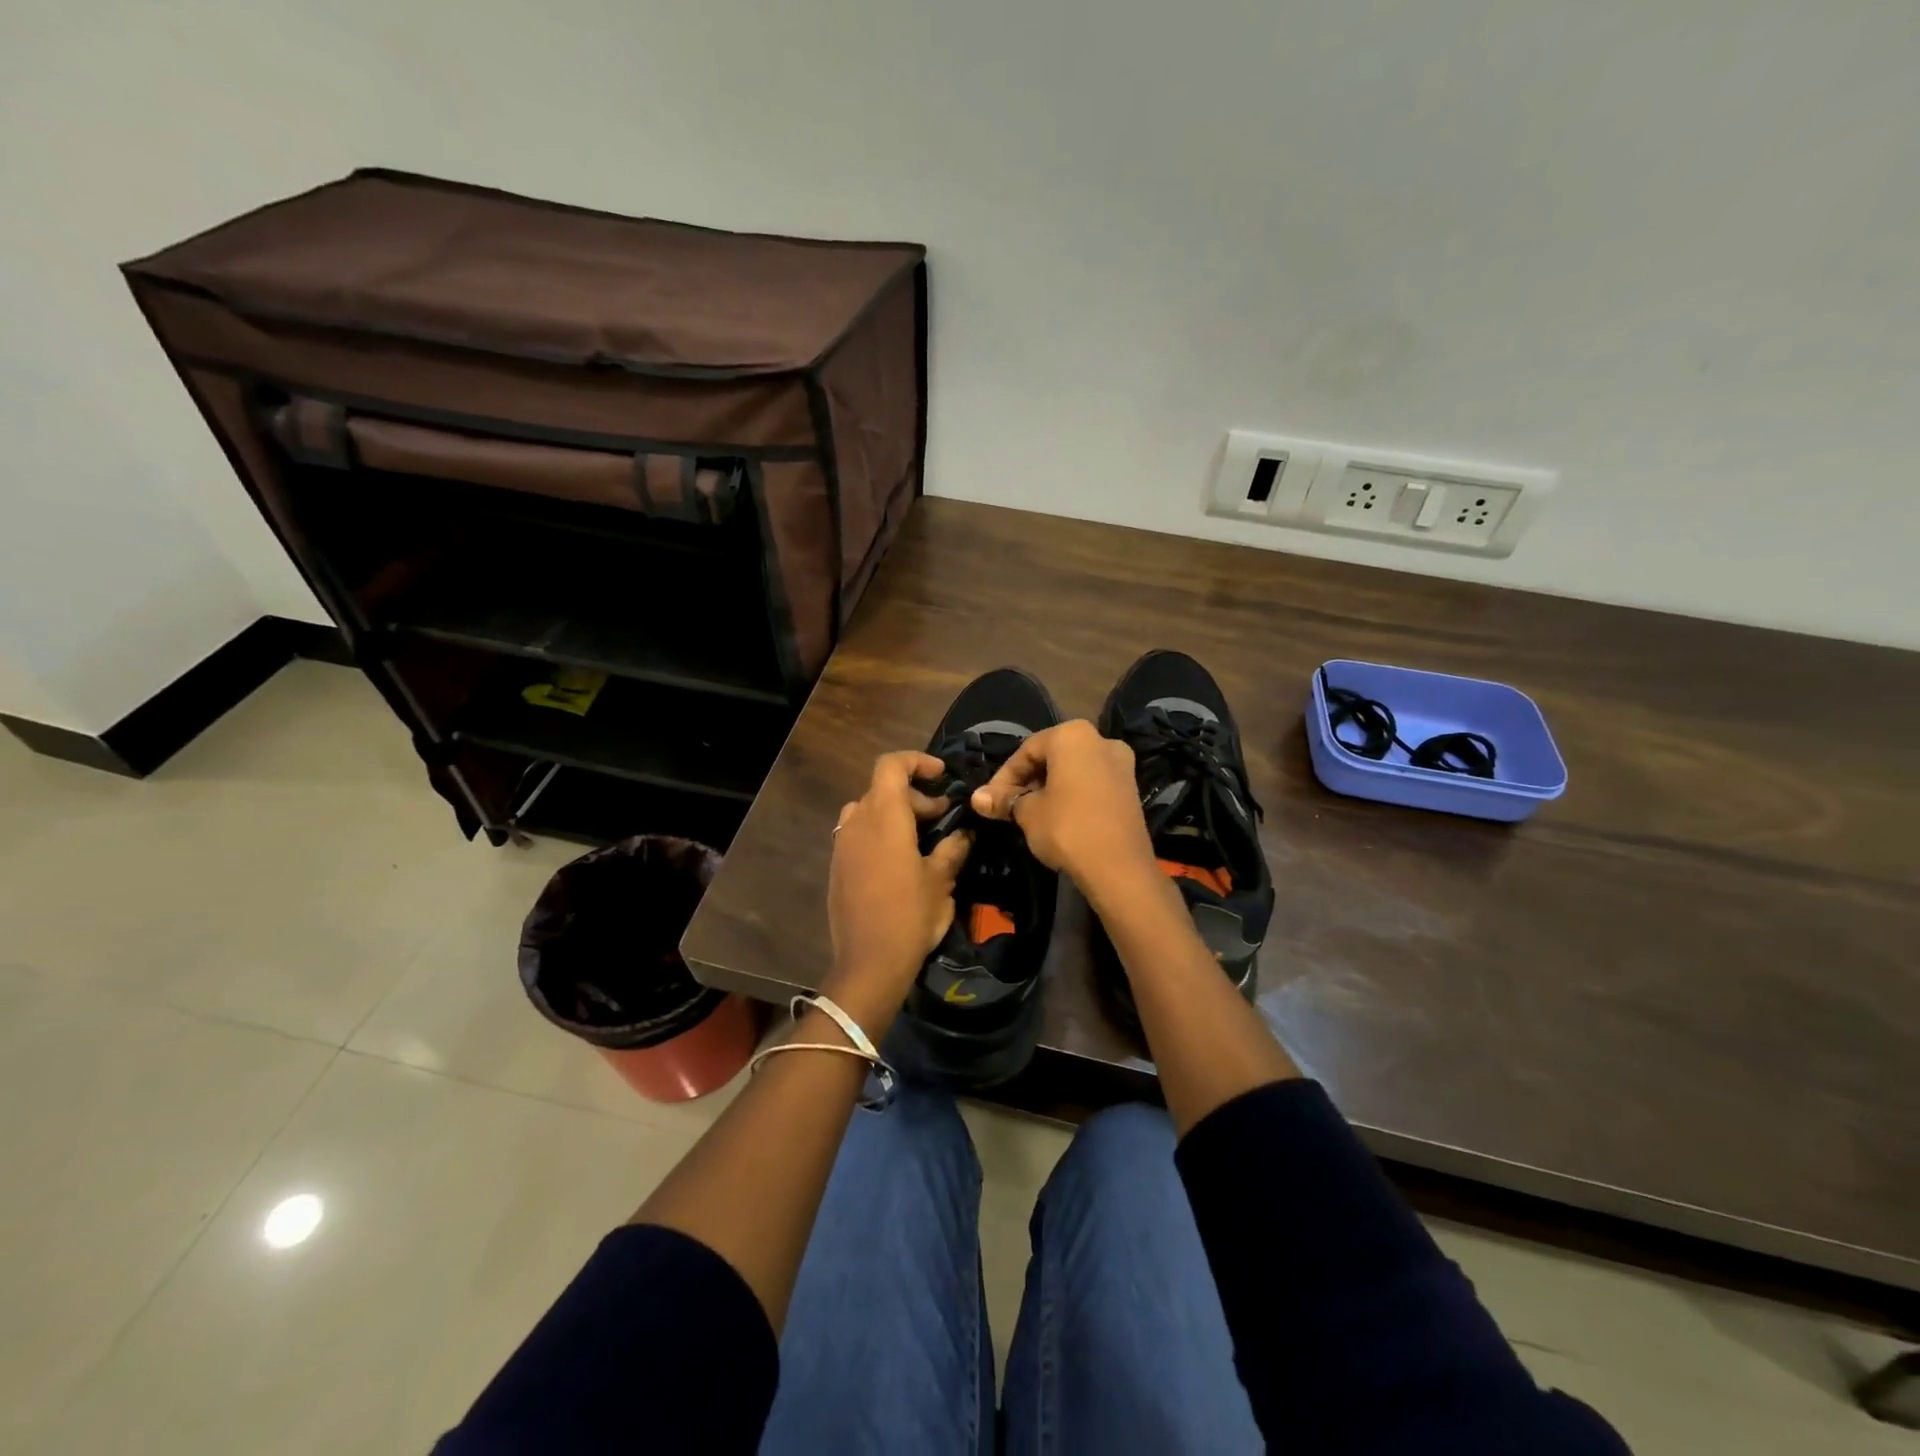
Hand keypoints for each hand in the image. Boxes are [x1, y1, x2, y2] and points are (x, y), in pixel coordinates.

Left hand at [825, 751, 971, 1024]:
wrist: (869, 962)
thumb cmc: (910, 915)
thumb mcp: (941, 880)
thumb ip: (953, 848)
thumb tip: (963, 834)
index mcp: (884, 816)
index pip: (892, 765)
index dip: (917, 761)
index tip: (941, 776)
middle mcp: (857, 822)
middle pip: (882, 788)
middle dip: (914, 795)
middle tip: (941, 815)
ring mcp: (842, 844)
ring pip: (868, 810)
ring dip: (894, 813)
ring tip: (920, 837)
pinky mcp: (837, 866)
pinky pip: (858, 834)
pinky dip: (879, 833)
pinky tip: (899, 861)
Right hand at [969, 720, 1159, 908]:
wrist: (1119, 868)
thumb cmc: (1067, 828)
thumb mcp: (1027, 813)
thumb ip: (1004, 800)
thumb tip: (977, 798)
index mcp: (1072, 735)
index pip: (1026, 751)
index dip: (1004, 777)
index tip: (990, 801)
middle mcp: (1100, 739)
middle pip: (1052, 756)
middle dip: (1027, 780)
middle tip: (1008, 806)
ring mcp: (1121, 763)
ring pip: (1073, 770)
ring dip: (1049, 788)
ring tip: (1029, 814)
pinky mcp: (1131, 788)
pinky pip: (1092, 783)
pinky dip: (1072, 794)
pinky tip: (1057, 817)